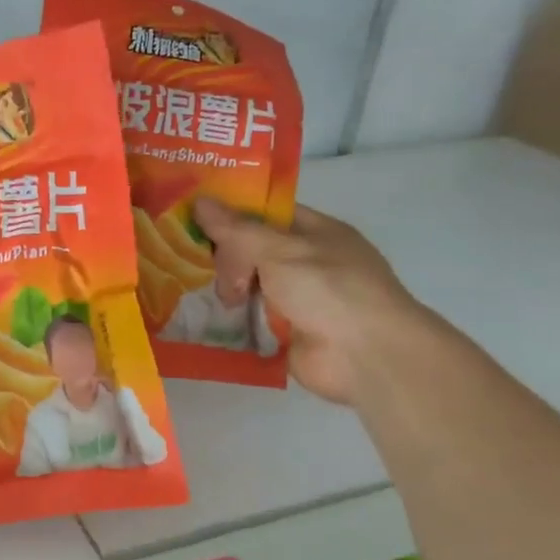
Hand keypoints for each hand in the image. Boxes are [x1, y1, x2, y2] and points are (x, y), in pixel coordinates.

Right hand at [192, 197, 432, 405]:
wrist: (365, 356)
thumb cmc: (328, 289)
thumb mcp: (279, 250)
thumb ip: (237, 229)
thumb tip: (200, 203)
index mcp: (315, 232)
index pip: (266, 212)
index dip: (232, 211)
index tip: (194, 215)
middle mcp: (307, 262)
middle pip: (253, 249)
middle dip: (226, 256)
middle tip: (205, 268)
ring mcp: (297, 299)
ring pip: (249, 285)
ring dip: (226, 289)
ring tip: (205, 295)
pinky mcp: (286, 333)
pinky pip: (250, 319)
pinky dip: (230, 319)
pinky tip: (203, 317)